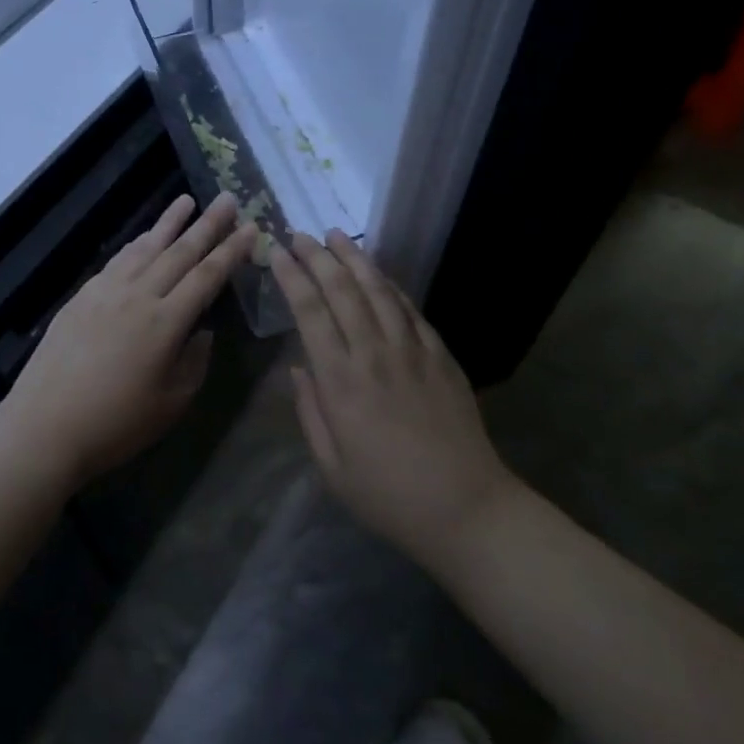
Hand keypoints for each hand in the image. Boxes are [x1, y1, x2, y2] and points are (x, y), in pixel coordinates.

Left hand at [0, 193, 257, 489]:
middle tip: (227, 198)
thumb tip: (202, 330)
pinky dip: (137, 243)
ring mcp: (107, 290)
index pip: (207, 276)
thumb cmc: (115, 424)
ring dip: (169, 222)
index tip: (251, 227)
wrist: (45, 424)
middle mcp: (139, 295)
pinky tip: (144, 237)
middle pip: (180, 251)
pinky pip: (119, 259)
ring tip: (187, 201)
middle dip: (208, 224)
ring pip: (146, 247)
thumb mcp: (171, 403)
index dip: (231, 250)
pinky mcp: (83, 295)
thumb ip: (194, 361)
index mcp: (166, 322)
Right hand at [271, 232, 516, 574]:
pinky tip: (379, 275)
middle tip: (301, 233)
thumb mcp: (331, 467)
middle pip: (342, 290)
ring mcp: (412, 351)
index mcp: (341, 381)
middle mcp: (374, 354)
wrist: (466, 510)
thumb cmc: (388, 496)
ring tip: (337, 235)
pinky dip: (391, 286)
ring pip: (378, 290)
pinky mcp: (440, 357)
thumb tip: (298, 368)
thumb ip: (310, 411)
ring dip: (355, 259)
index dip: (292, 277)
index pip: (311, 312)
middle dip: (318, 256)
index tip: (278, 252)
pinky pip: (411, 310)